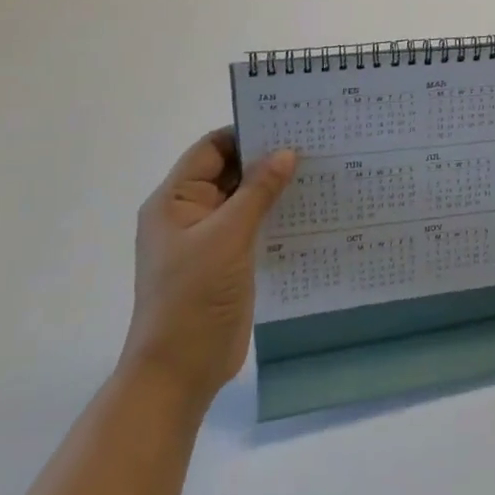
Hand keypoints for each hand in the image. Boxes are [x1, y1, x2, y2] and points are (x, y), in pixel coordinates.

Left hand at [119, 128, 296, 414]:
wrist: (180, 371)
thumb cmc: (193, 297)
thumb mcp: (227, 237)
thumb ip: (258, 192)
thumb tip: (287, 152)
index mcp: (175, 200)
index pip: (211, 149)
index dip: (246, 133)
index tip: (289, 123)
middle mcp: (189, 213)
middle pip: (230, 171)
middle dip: (266, 158)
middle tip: (314, 143)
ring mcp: (209, 238)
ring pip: (245, 198)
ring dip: (275, 186)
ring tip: (319, 170)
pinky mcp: (228, 260)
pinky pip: (254, 225)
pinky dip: (276, 213)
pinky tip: (309, 208)